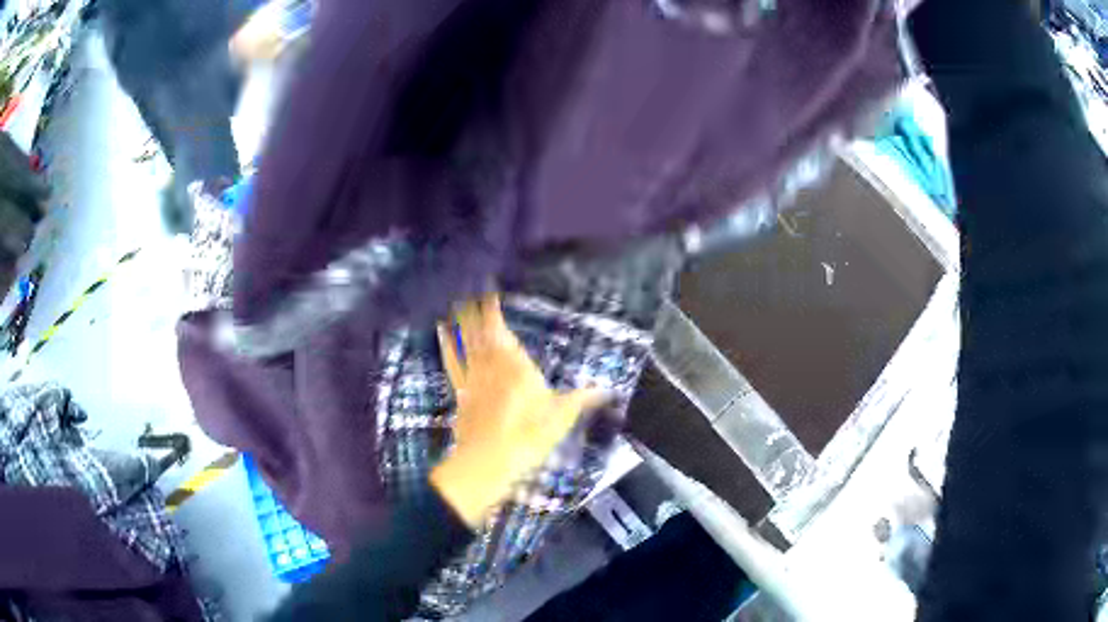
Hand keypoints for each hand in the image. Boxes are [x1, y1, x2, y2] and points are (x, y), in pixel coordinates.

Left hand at [429, 293, 606, 527]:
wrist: (489, 461)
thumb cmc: (529, 437)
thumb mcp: (561, 418)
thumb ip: (581, 399)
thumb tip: (606, 389)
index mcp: (518, 367)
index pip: (503, 332)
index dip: (493, 311)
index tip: (489, 293)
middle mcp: (493, 366)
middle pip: (481, 332)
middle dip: (475, 310)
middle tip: (468, 289)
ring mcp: (474, 378)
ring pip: (465, 342)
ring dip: (460, 322)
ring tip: (454, 302)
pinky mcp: (461, 392)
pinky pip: (452, 361)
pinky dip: (447, 345)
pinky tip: (441, 333)